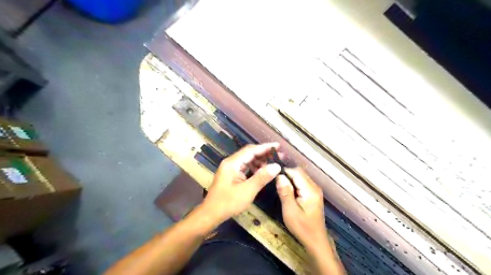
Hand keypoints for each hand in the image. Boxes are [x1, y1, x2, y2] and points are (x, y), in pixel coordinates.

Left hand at [202, 142, 281, 223]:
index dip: (265, 147)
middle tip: (279, 156)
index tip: (278, 146)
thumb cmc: (228, 202)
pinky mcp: (231, 174)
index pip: (251, 150)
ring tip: (273, 164)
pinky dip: (254, 168)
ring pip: (247, 160)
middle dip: (264, 154)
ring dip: (260, 161)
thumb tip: (276, 166)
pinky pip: (245, 167)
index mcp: (233, 163)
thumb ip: (262, 177)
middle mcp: (231, 162)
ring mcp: (230, 168)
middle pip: (249, 153)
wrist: (211, 214)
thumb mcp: (248, 190)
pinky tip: (262, 172)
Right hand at [275, 167, 328, 251]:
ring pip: (300, 177)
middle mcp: (314, 187)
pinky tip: (287, 190)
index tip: (272, 176)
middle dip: (287, 174)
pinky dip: (294, 183)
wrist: (316, 241)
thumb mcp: (290, 210)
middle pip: (299, 172)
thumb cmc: (302, 227)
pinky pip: (302, 183)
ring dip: (290, 179)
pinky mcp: (313, 194)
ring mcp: (315, 190)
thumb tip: (279, 176)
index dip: (284, 172)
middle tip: (274, 181)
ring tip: (279, 185)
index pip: (296, 172)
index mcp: (310, 190)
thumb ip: (285, 192)